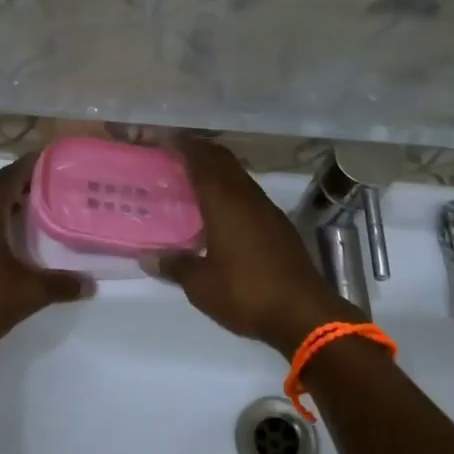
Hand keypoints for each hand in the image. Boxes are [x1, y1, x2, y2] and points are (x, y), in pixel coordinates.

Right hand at [148, 138, 360, 355]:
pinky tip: (219, 213)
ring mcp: (267, 210)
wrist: (305, 314)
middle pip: (223, 160)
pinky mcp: (279, 226)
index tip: (164, 140)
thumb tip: (148, 257)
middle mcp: (247, 197)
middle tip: (173, 157)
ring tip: (191, 183)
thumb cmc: (247, 293)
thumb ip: (175, 266)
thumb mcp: (201, 285)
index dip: (183, 145)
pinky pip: (248, 195)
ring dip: (216, 172)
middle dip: (199, 152)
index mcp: (225, 202)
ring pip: (238, 176)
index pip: (202, 160)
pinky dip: (230, 192)